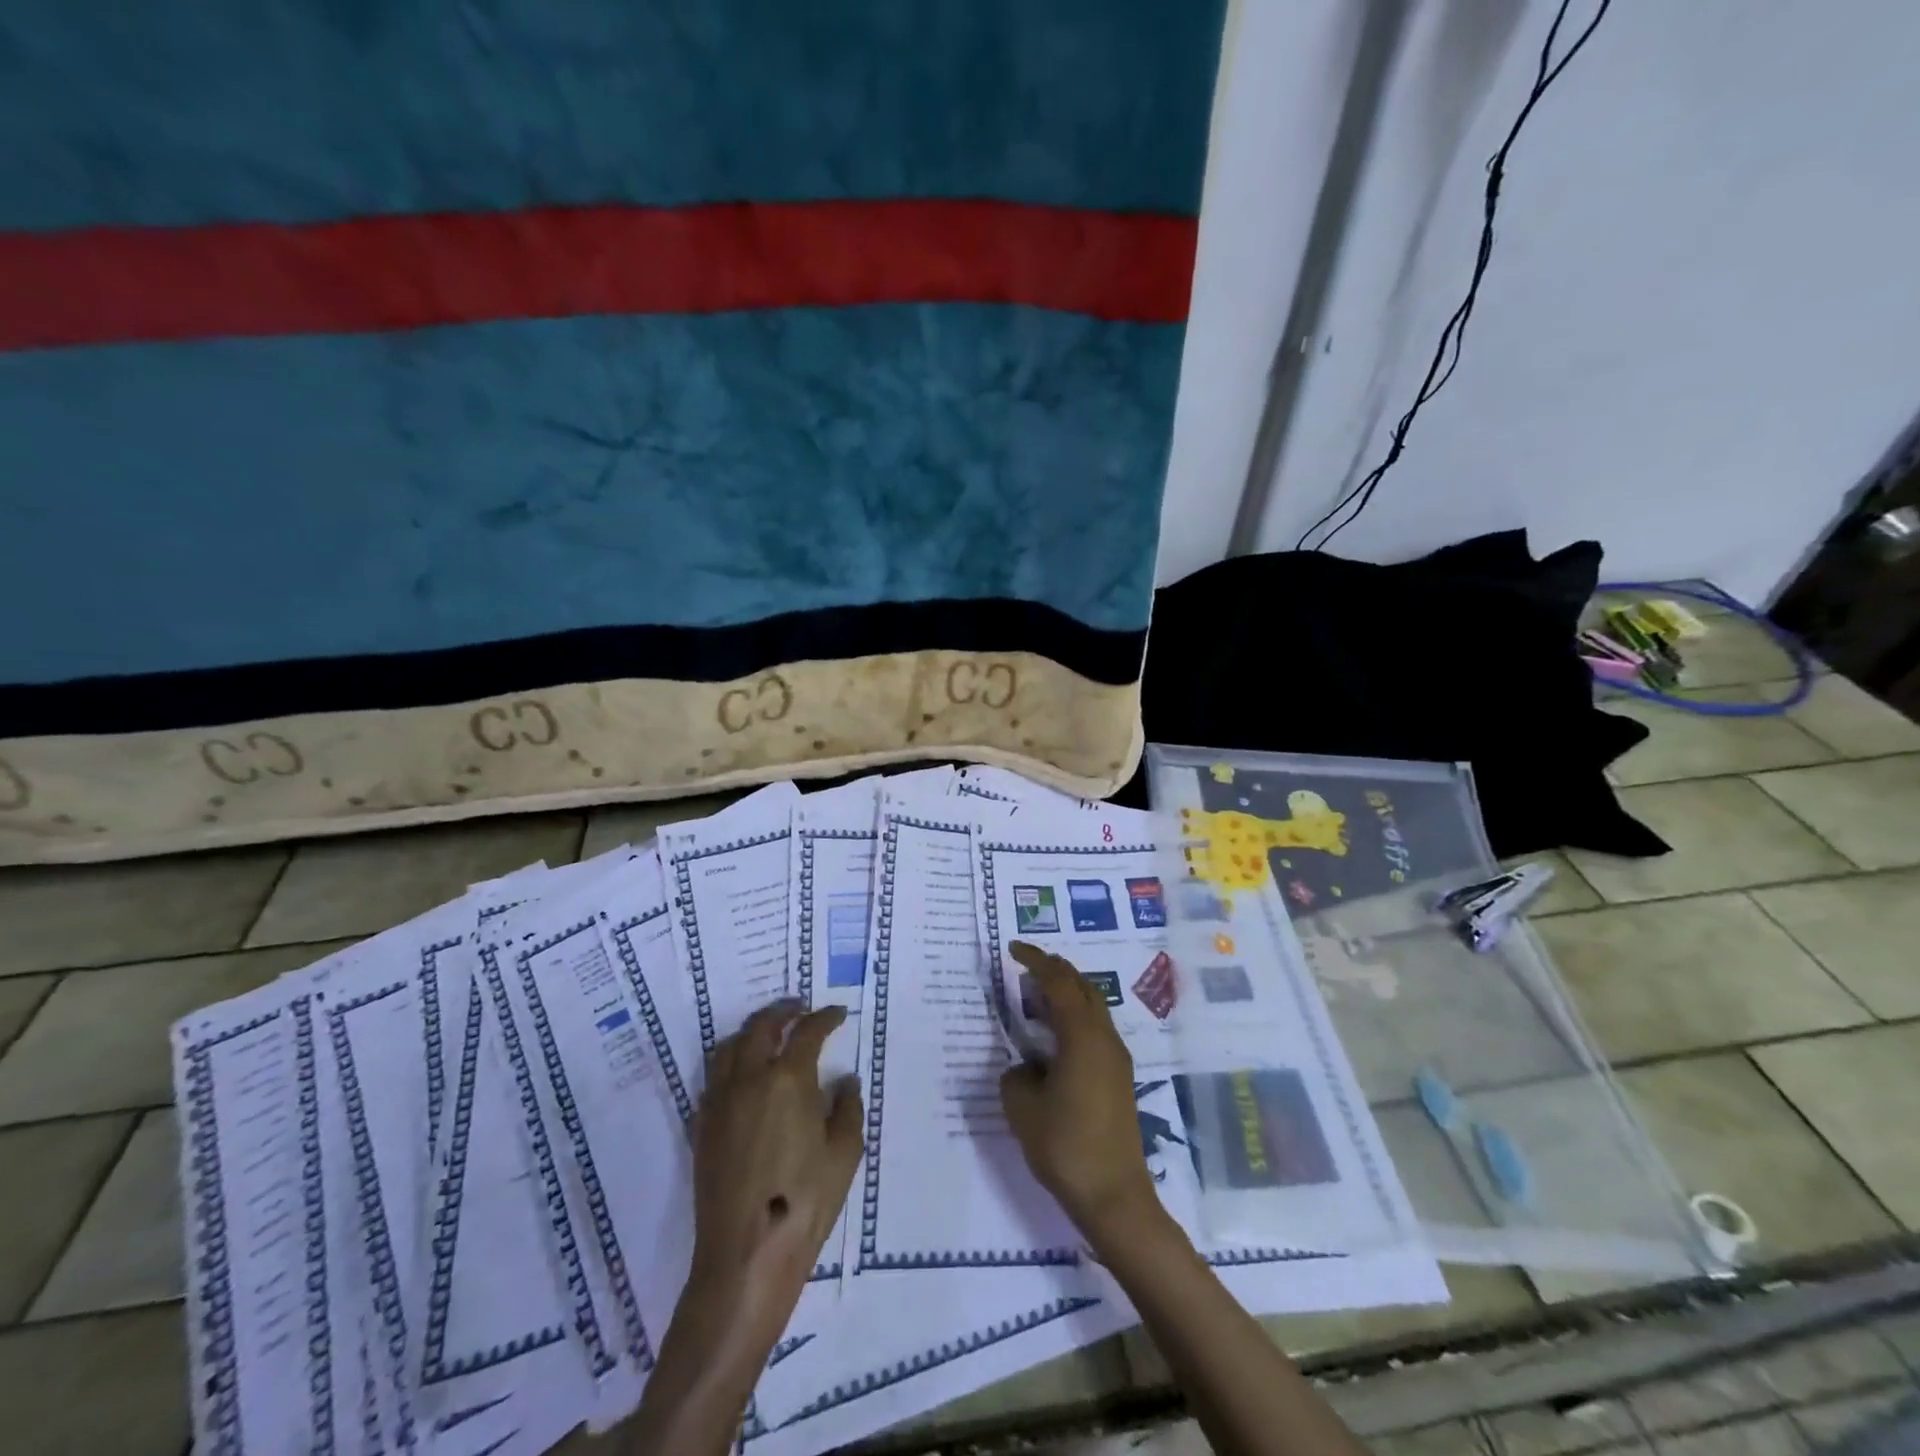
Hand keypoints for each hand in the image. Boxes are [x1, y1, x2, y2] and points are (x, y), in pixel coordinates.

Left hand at [687, 1002, 862, 1335]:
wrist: (746, 1254)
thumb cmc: (805, 1201)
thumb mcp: (845, 1153)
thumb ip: (848, 1108)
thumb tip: (844, 1081)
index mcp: (788, 1079)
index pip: (807, 1032)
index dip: (825, 1017)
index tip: (837, 1013)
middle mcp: (749, 1079)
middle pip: (760, 1027)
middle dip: (782, 1011)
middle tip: (799, 1008)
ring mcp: (720, 1101)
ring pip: (729, 1046)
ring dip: (751, 1031)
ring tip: (768, 1033)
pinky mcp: (703, 1125)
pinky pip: (714, 1076)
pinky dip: (730, 1060)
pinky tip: (743, 1073)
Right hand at [999, 942, 1162, 1246]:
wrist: (1115, 1197)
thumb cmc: (1066, 1146)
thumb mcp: (1022, 1108)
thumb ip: (1016, 1076)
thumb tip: (1025, 1068)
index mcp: (1082, 1036)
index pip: (1058, 982)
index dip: (1035, 961)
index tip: (1014, 950)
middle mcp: (1105, 1038)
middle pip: (1082, 987)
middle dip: (1055, 971)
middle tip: (1026, 968)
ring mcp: (1116, 1058)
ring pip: (1093, 1007)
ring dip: (1067, 995)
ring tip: (1036, 1000)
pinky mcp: (1119, 1078)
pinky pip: (1095, 1029)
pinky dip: (1074, 1018)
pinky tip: (1054, 1038)